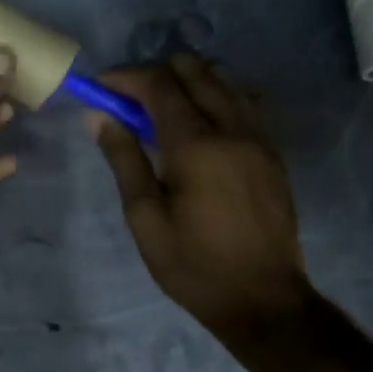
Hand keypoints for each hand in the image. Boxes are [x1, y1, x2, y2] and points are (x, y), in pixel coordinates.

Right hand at [90, 53, 309, 335]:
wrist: (264, 301)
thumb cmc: (193, 264)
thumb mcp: (144, 216)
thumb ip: (124, 158)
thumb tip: (99, 115)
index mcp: (196, 145)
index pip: (159, 84)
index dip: (125, 76)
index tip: (100, 86)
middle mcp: (232, 129)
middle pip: (195, 70)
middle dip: (156, 72)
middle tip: (130, 98)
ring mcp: (259, 138)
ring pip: (224, 80)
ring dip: (189, 81)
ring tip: (163, 109)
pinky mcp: (273, 152)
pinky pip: (245, 102)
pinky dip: (217, 96)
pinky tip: (200, 124)